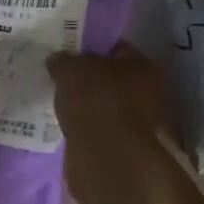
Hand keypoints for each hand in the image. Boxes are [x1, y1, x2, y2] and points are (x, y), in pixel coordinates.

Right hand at [48, 43, 169, 150]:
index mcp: (141, 65)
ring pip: (103, 103)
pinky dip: (84, 124)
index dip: (90, 46)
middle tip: (59, 75)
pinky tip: (65, 121)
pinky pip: (97, 126)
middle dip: (87, 77)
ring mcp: (135, 120)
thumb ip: (63, 60)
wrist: (104, 156)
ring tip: (58, 99)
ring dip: (85, 103)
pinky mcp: (121, 144)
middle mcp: (145, 91)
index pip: (115, 47)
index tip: (68, 50)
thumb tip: (58, 60)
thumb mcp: (70, 69)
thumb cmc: (94, 100)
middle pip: (110, 77)